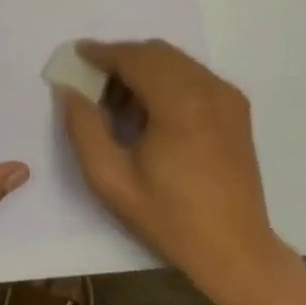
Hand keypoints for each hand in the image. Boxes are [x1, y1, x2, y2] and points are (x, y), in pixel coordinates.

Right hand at [59, 40, 289, 304]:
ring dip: (143, 68)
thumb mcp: (111, 180)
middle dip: (120, 59)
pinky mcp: (236, 107)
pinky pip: (193, 75)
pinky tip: (150, 111)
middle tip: (92, 82)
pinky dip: (166, 79)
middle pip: (155, 52)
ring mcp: (226, 95)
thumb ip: (83, 128)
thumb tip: (68, 90)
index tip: (76, 55)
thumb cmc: (170, 219)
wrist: (237, 252)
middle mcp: (207, 88)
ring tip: (118, 102)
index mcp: (179, 103)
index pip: (134, 58)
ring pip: (174, 61)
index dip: (102, 52)